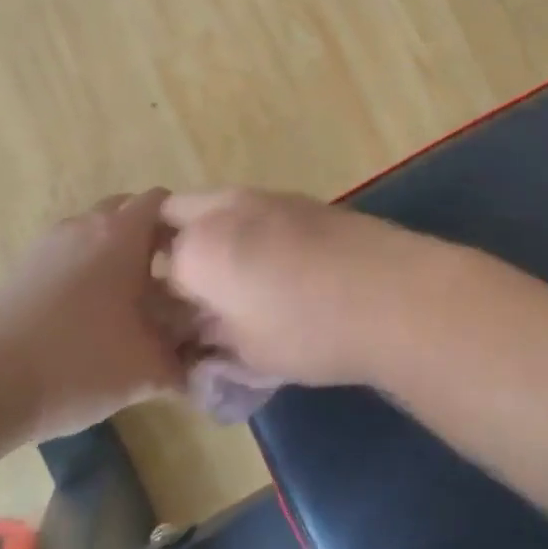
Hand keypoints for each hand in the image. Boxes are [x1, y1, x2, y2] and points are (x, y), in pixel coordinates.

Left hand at [0, 189, 184, 438]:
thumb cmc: (76, 363)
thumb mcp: (146, 369)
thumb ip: (186, 360)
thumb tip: (208, 360)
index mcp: (121, 234)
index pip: (163, 201)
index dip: (186, 222)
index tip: (201, 258)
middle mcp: (85, 226)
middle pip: (128, 211)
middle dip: (152, 236)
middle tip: (171, 278)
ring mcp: (48, 245)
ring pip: (95, 232)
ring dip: (117, 254)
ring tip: (131, 301)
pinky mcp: (21, 268)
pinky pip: (68, 253)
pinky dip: (87, 269)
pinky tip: (91, 315)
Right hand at [161, 189, 455, 386]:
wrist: (396, 294)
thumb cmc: (311, 331)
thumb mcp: (248, 351)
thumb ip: (208, 338)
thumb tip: (194, 334)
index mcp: (199, 246)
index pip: (151, 267)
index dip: (154, 298)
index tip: (166, 321)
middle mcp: (226, 208)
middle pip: (174, 216)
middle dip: (171, 249)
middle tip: (188, 292)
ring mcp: (269, 197)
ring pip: (217, 206)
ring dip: (211, 234)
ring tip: (235, 281)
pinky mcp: (305, 199)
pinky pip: (255, 208)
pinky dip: (248, 230)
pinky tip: (275, 266)